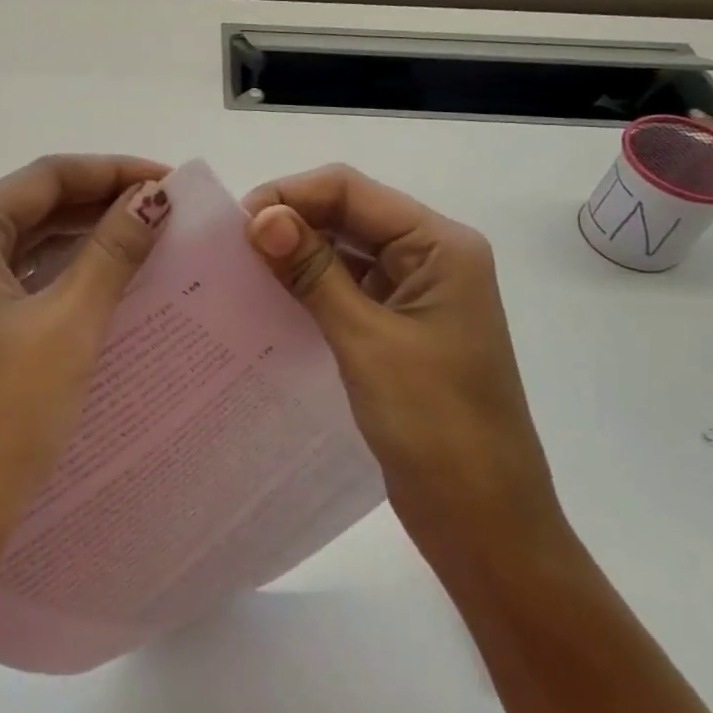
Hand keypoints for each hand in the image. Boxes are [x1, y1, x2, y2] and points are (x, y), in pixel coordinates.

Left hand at [0, 155, 171, 590]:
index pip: (46, 177)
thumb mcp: (69, 323)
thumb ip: (113, 250)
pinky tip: (97, 287)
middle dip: (99, 204)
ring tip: (143, 243)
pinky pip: (11, 285)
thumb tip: (154, 196)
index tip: (172, 183)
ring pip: (21, 247)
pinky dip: (56, 277)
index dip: (114, 172)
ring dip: (79, 241)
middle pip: (31, 207)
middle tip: (166, 215)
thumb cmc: (2, 415)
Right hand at [242, 165, 561, 545]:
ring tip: (240, 273)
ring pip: (345, 252)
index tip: (235, 227)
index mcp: (440, 246)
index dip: (290, 195)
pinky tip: (270, 302)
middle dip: (290, 223)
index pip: (352, 190)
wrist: (484, 522)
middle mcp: (431, 258)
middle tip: (229, 251)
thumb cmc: (436, 426)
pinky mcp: (400, 329)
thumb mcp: (366, 341)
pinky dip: (310, 289)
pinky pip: (348, 290)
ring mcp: (416, 295)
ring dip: (296, 256)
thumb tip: (261, 216)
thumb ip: (313, 272)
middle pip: (349, 214)